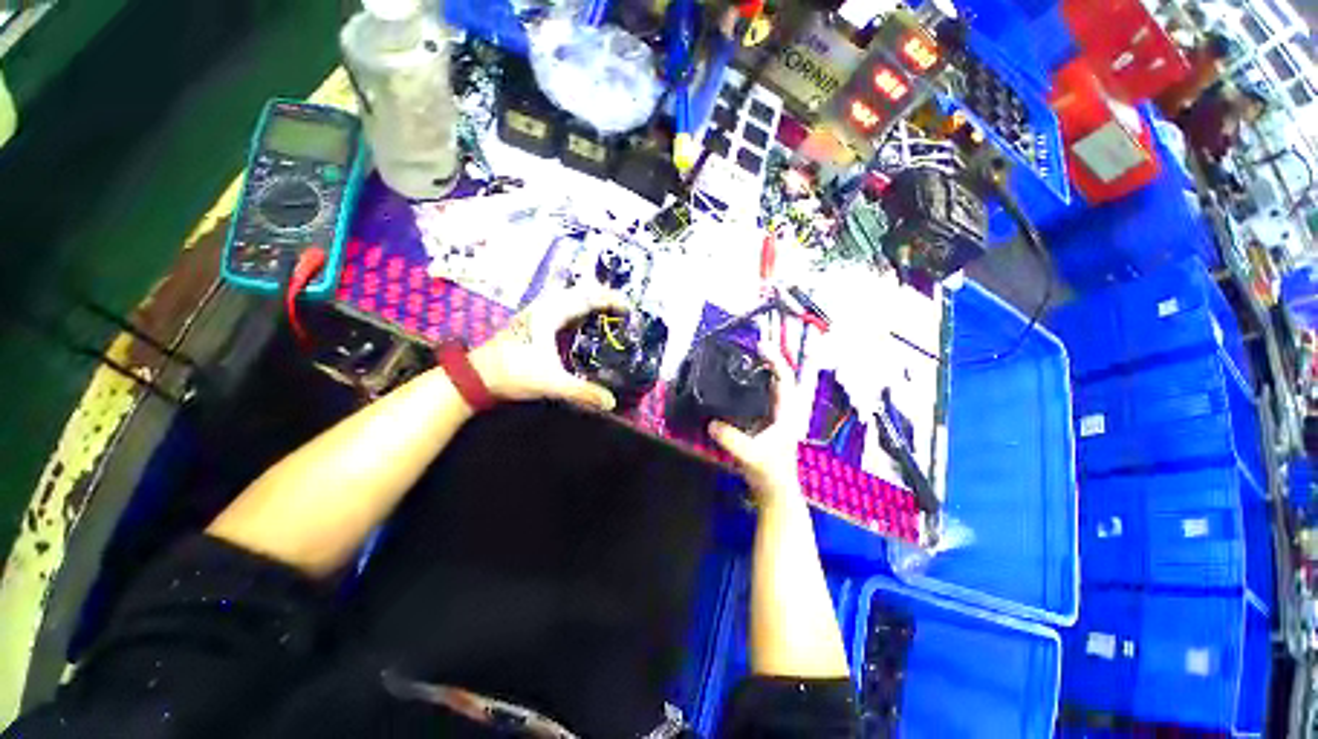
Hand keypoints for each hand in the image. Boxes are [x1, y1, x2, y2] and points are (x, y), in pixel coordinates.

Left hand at [470, 287, 625, 411]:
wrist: (476, 377)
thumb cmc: (513, 373)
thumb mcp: (551, 382)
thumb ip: (582, 392)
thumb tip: (610, 402)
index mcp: (550, 314)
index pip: (586, 298)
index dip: (609, 300)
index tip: (628, 308)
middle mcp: (544, 308)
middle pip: (579, 293)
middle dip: (602, 297)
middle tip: (621, 309)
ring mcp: (536, 314)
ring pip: (568, 299)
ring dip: (589, 302)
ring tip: (607, 313)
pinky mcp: (532, 324)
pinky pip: (561, 309)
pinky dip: (577, 311)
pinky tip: (582, 324)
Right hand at [707, 325, 808, 509]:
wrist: (774, 492)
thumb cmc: (769, 474)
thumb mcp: (750, 456)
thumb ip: (732, 440)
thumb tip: (711, 423)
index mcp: (785, 413)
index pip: (785, 379)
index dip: (776, 360)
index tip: (761, 346)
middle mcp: (782, 411)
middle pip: (779, 378)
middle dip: (769, 360)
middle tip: (751, 347)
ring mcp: (773, 417)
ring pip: (769, 387)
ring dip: (760, 372)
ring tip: (743, 360)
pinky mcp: (764, 424)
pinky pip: (759, 398)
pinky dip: (751, 387)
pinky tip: (736, 386)